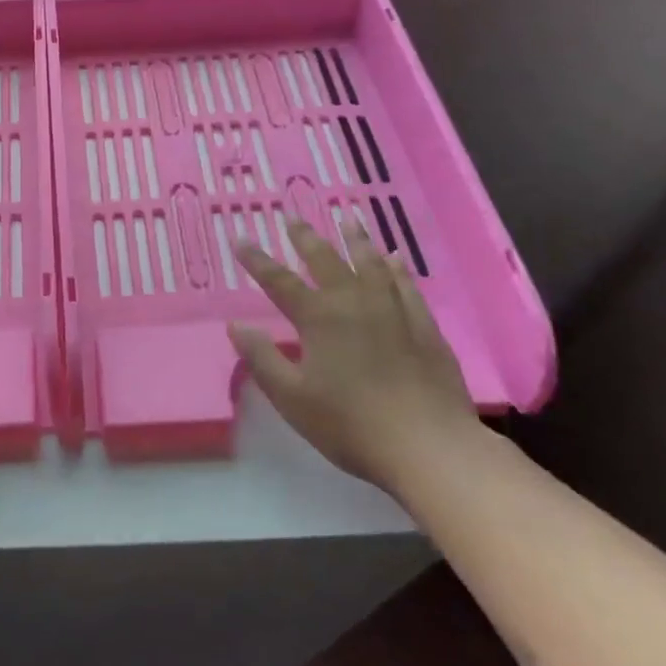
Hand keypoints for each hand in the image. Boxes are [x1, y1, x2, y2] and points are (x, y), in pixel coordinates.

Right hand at [229, 221, 477, 496]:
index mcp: (319, 318)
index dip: (257, 260)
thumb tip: (236, 324)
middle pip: (326, 261)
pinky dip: (397, 268)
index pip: (279, 281)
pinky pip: (407, 286)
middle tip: (293, 219)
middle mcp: (354, 303)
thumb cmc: (350, 424)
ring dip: (356, 240)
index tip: (241, 238)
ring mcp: (394, 311)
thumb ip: (261, 357)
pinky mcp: (425, 327)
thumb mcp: (291, 397)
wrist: (428, 446)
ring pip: (371, 264)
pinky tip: (395, 259)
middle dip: (306, 239)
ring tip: (348, 220)